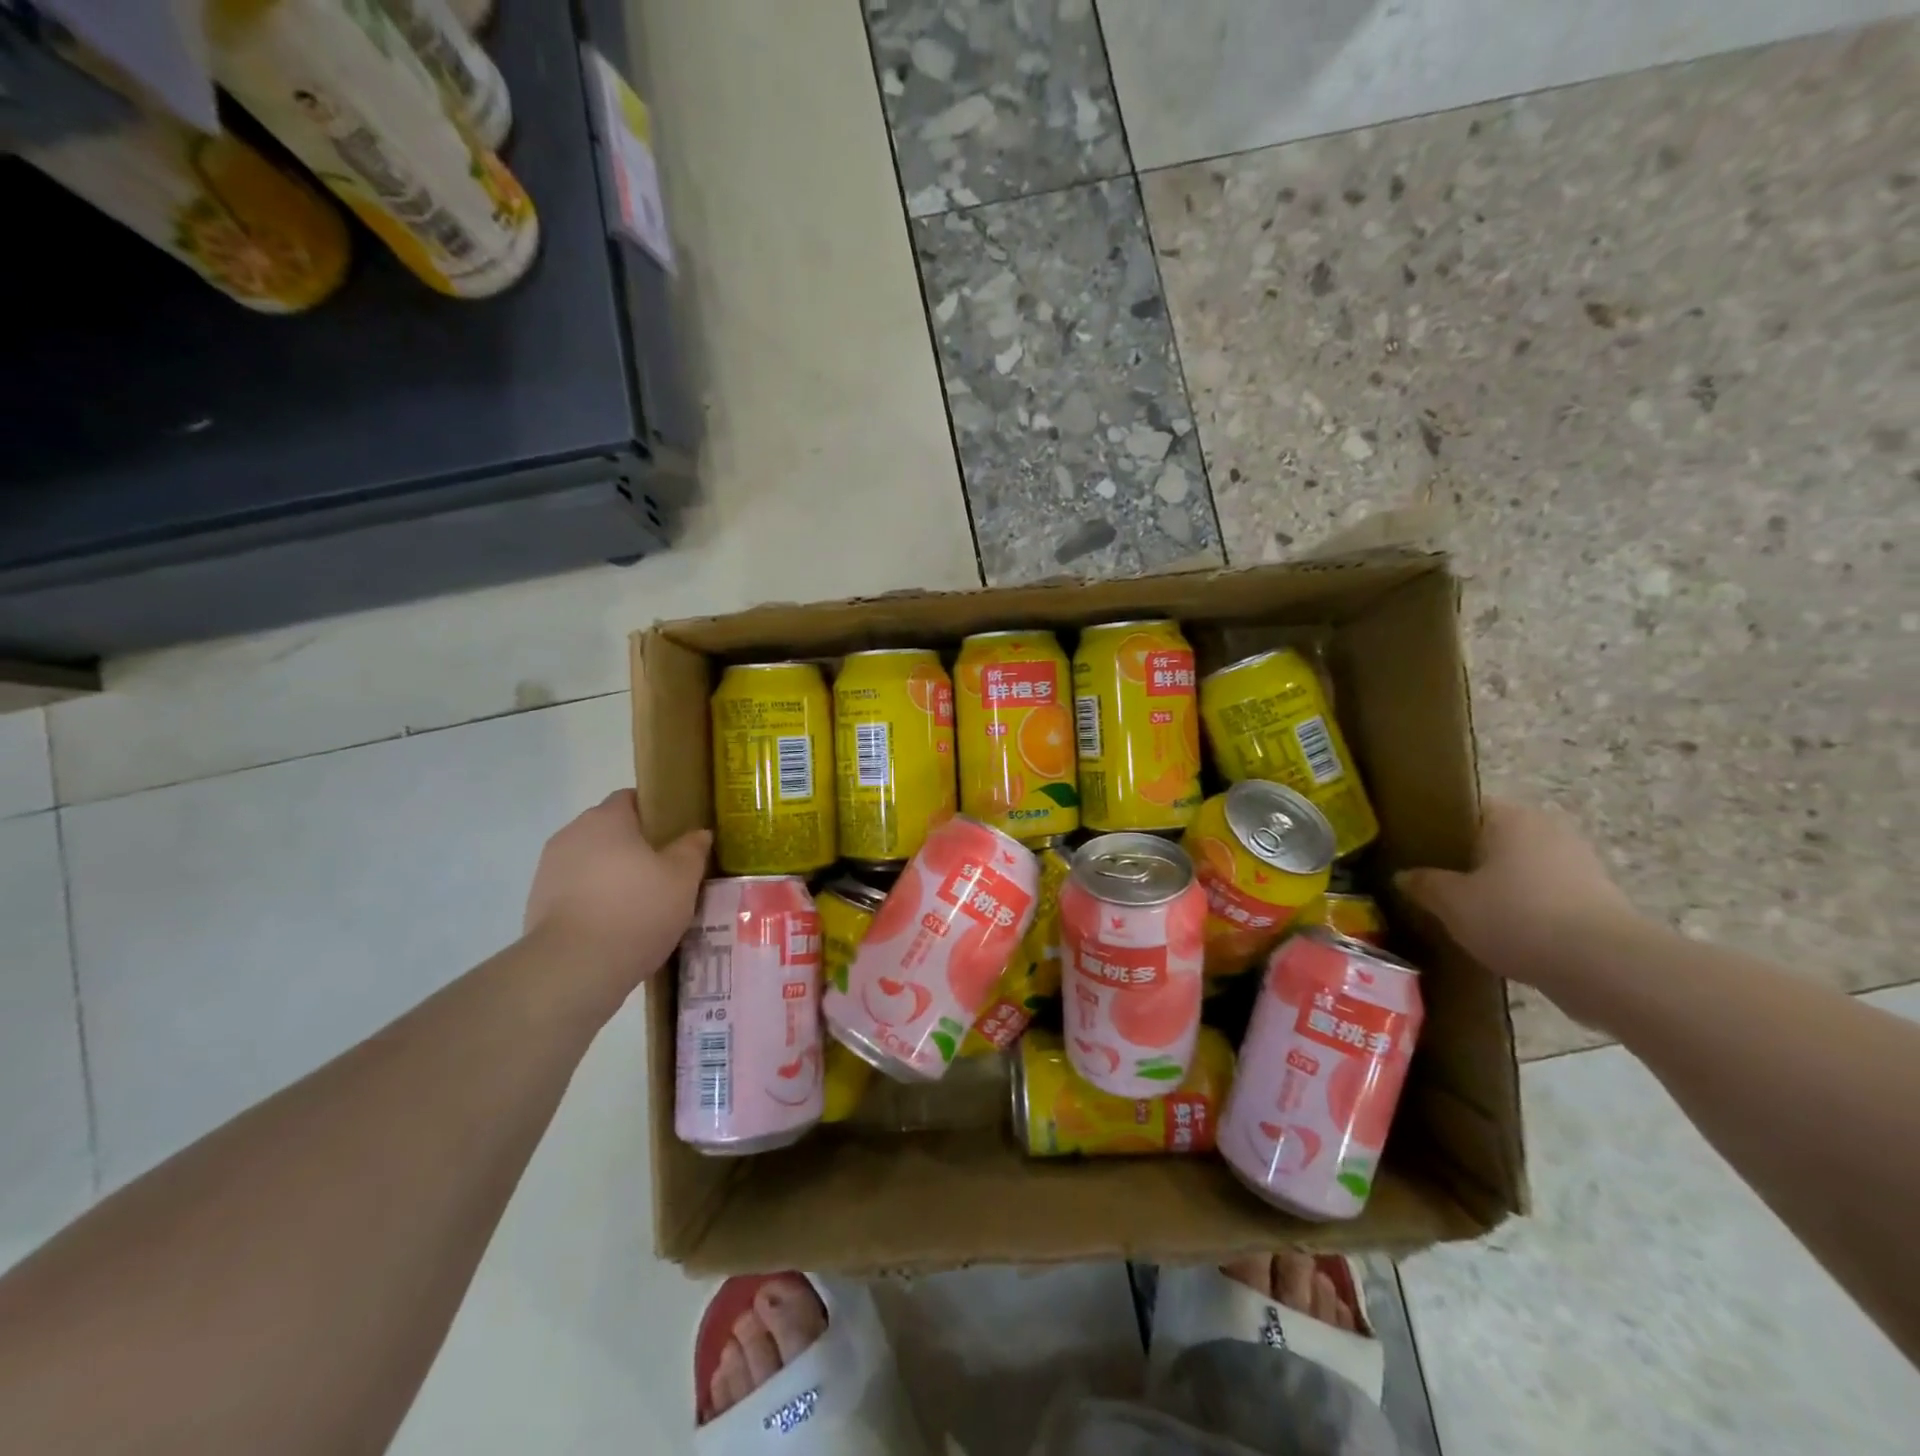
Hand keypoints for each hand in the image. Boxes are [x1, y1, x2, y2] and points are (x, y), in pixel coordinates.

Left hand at [523, 790, 709, 1002]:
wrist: (574, 968)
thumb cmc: (636, 909)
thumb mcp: (683, 878)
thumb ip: (692, 849)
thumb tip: (699, 833)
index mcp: (606, 818)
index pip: (630, 798)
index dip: (655, 813)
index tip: (675, 837)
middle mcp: (572, 834)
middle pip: (609, 831)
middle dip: (635, 848)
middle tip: (665, 874)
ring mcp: (549, 870)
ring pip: (592, 863)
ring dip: (613, 876)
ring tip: (642, 906)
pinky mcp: (537, 905)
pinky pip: (576, 892)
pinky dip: (595, 902)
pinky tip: (617, 928)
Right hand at [1397, 800, 1639, 997]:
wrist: (1605, 968)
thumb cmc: (1517, 917)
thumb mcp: (1451, 902)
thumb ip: (1424, 884)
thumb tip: (1404, 876)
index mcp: (1511, 817)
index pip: (1465, 808)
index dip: (1437, 826)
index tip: (1414, 849)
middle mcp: (1548, 830)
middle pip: (1495, 839)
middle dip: (1467, 860)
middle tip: (1434, 883)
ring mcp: (1580, 865)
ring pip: (1522, 870)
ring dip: (1499, 887)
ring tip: (1466, 912)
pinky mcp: (1599, 901)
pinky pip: (1546, 897)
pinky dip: (1526, 910)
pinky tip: (1504, 934)